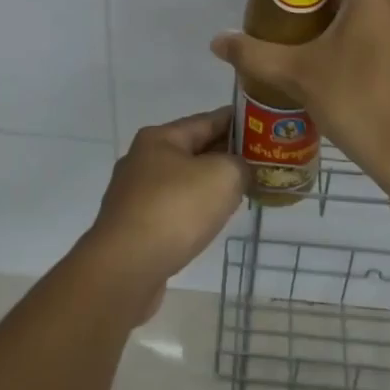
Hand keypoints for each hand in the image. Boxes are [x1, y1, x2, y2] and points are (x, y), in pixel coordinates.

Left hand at [80, 107, 245, 318]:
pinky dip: (194, 210)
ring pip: (183, 182)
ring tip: (241, 192)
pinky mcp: (134, 227)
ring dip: (210, 185)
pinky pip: (173, 209)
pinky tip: (211, 221)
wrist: (125, 269)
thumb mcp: (223, 175)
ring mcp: (135, 195)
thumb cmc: (175, 210)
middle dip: (226, 155)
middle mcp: (142, 160)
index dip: (238, 121)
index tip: (264, 126)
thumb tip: (239, 171)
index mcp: (160, 138)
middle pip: (194, 150)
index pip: (208, 120)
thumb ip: (240, 165)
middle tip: (260, 162)